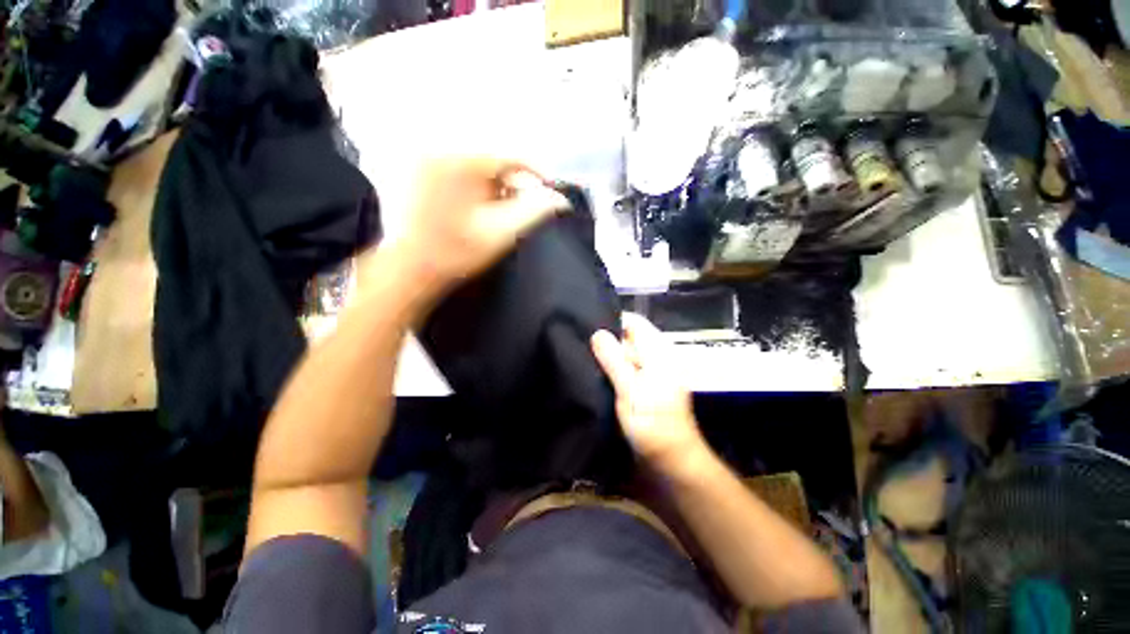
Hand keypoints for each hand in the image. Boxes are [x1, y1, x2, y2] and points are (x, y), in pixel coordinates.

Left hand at [385, 157, 570, 298]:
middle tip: (517, 209)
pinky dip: (475, 185)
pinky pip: (459, 168)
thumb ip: (534, 212)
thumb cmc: (456, 254)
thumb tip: (559, 199)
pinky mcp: (418, 168)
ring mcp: (425, 157)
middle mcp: (441, 149)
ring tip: (494, 213)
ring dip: (494, 185)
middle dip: (512, 183)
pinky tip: (474, 208)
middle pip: (493, 158)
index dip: (536, 174)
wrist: (409, 268)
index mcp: (460, 162)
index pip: (511, 155)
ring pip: (477, 163)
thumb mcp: (501, 234)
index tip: (548, 192)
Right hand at [591, 313, 706, 473]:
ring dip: (608, 354)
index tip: (587, 327)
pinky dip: (613, 367)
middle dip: (607, 338)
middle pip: (629, 335)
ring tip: (585, 357)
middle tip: (581, 345)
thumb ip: (613, 359)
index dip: (611, 320)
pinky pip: (627, 365)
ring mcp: (653, 369)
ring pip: (626, 351)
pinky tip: (597, 372)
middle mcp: (657, 354)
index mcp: (658, 350)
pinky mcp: (647, 382)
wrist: (672, 459)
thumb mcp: (629, 390)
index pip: (633, 321)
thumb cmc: (653, 424)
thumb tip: (597, 332)